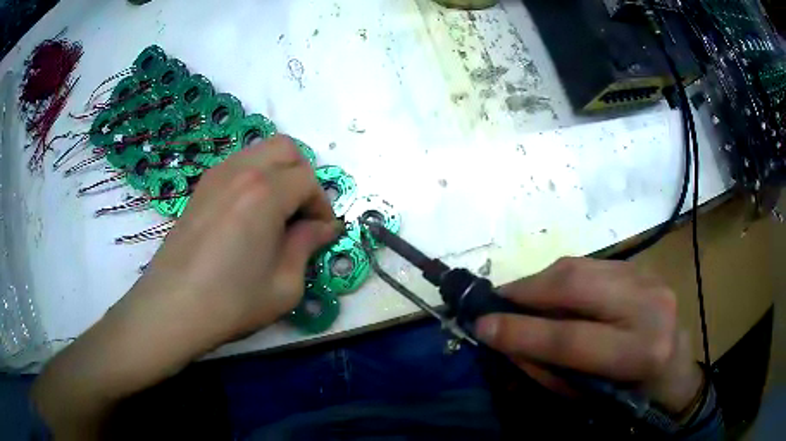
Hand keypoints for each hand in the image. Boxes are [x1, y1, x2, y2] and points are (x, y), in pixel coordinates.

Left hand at [132, 134, 337, 345]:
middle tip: (301, 212)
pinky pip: (237, 165)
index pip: (308, 180)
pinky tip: (248, 213)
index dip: (322, 205)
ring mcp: (216, 175)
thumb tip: (323, 227)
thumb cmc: (232, 301)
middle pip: (286, 149)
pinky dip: (253, 177)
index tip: (321, 232)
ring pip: (259, 151)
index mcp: (266, 192)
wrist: (174, 306)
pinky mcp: (201, 187)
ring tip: (275, 212)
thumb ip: (307, 246)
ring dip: (277, 173)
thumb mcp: (285, 284)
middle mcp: (242, 171)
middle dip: (303, 175)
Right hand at [476, 257, 702, 414]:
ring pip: (580, 267)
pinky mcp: (643, 267)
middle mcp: (649, 306)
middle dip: (526, 291)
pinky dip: (561, 277)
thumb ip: (546, 369)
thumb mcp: (587, 398)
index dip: (521, 331)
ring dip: (540, 281)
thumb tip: (505, 340)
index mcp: (640, 353)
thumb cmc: (630, 398)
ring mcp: (649, 278)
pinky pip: (591, 264)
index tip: (481, 325)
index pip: (571, 338)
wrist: (674, 372)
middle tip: (495, 302)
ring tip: (517, 297)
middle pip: (576, 285)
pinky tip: (550, 292)